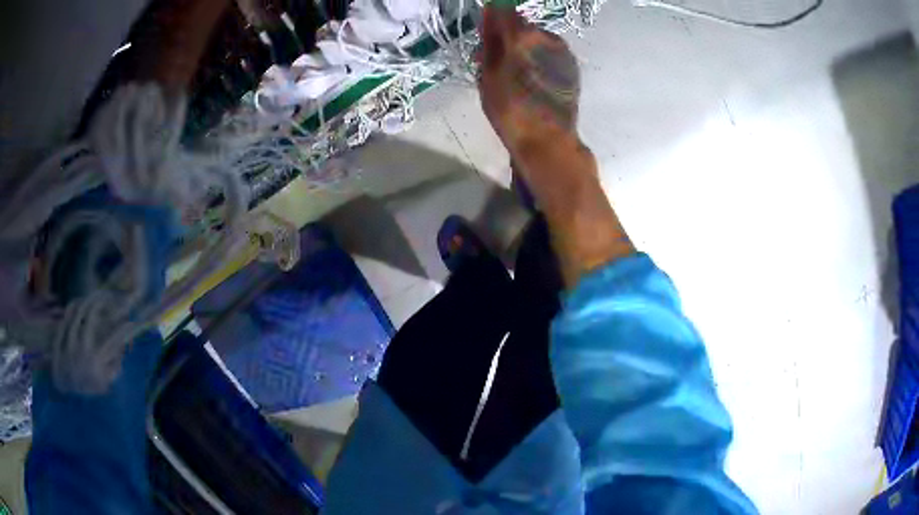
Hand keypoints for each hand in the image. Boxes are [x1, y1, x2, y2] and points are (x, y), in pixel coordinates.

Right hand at [478, 7, 580, 156]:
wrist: (548, 140)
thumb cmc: (510, 110)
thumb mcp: (488, 75)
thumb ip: (489, 41)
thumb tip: (489, 16)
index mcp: (523, 36)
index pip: (503, 12)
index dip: (491, 19)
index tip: (484, 34)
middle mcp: (548, 37)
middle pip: (522, 25)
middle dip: (507, 36)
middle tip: (494, 58)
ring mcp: (564, 51)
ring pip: (537, 39)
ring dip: (523, 47)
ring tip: (513, 71)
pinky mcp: (572, 66)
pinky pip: (549, 52)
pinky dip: (538, 57)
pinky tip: (531, 77)